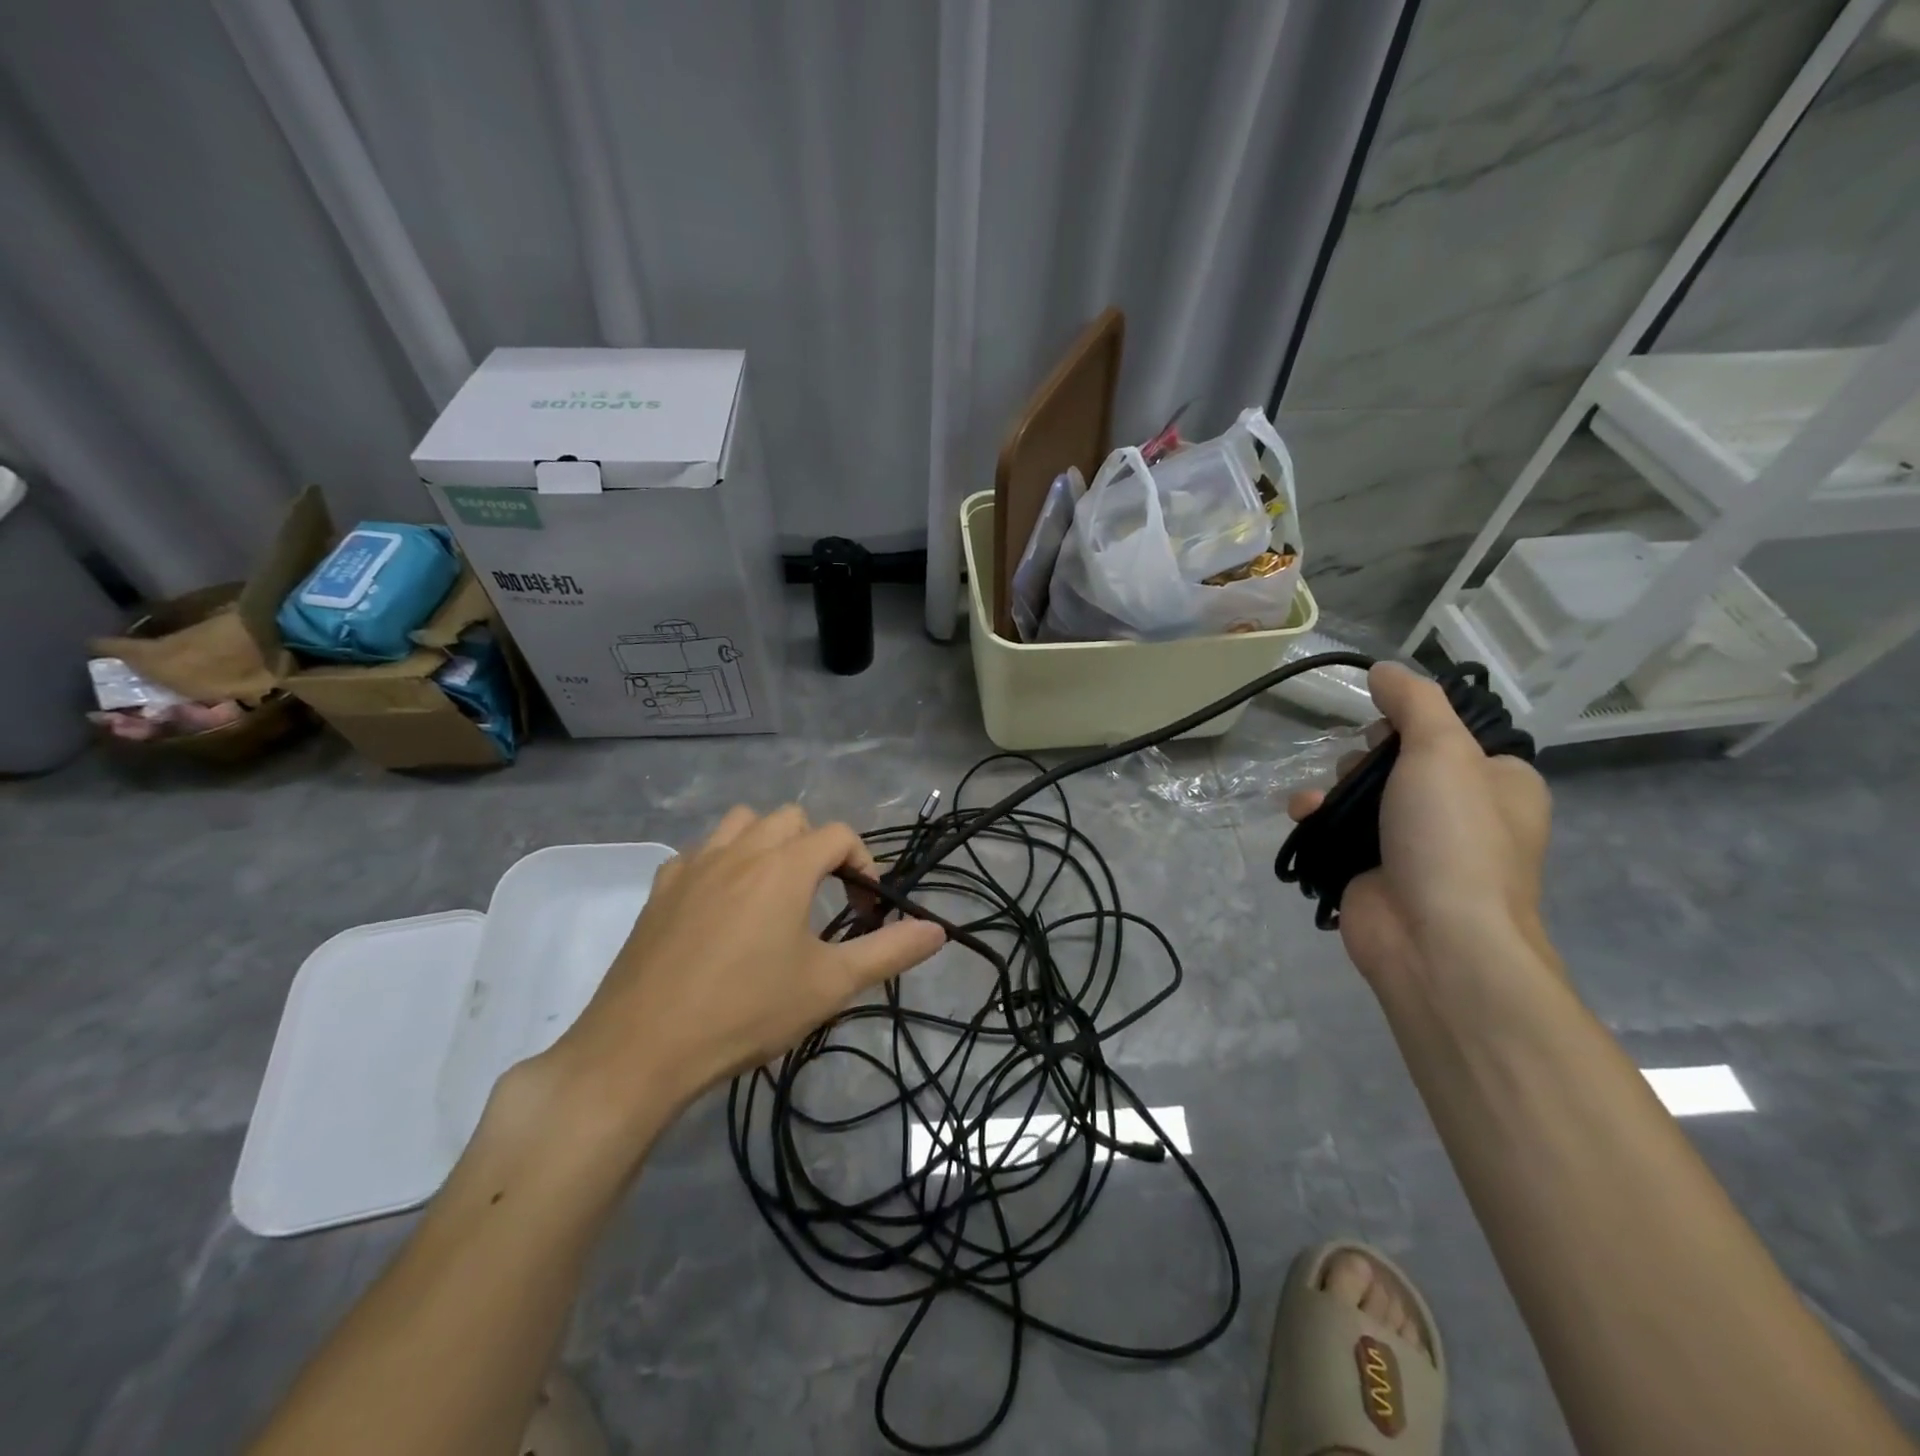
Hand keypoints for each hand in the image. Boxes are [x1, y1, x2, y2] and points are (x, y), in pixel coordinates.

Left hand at [539, 806, 945, 1142]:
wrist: (642, 1049)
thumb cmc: (746, 1012)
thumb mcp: (829, 986)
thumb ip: (890, 951)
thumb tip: (939, 930)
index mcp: (785, 866)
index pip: (839, 835)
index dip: (863, 865)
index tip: (865, 912)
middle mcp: (740, 850)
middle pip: (792, 819)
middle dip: (817, 849)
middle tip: (822, 899)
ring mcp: (694, 864)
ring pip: (742, 823)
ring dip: (767, 844)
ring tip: (774, 892)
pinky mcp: (660, 888)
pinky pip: (700, 852)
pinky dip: (722, 864)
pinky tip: (721, 909)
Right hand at [1288, 663, 1551, 986]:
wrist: (1435, 941)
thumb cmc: (1452, 838)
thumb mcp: (1443, 752)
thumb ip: (1415, 703)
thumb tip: (1385, 669)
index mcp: (1498, 784)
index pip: (1451, 735)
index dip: (1412, 723)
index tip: (1385, 724)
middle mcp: (1461, 813)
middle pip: (1398, 761)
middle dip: (1365, 758)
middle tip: (1361, 767)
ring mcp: (1414, 845)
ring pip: (1361, 795)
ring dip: (1333, 787)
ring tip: (1322, 797)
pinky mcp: (1372, 870)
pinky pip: (1338, 829)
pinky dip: (1317, 818)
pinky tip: (1303, 814)